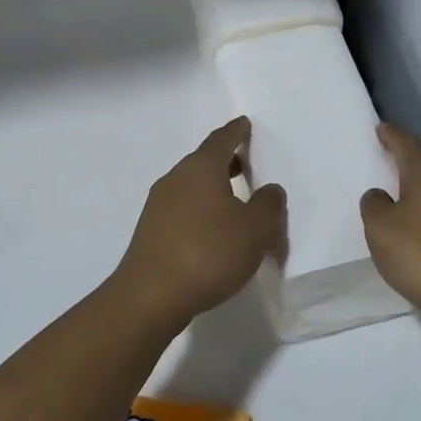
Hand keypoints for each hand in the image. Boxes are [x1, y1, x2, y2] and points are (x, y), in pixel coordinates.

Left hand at [115, 117, 285, 324]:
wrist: (150, 296)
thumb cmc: (208, 253)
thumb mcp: (254, 229)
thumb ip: (268, 204)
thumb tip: (270, 189)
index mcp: (201, 168)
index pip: (222, 139)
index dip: (236, 131)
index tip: (245, 124)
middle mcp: (176, 178)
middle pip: (204, 160)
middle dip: (225, 159)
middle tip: (245, 164)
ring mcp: (158, 204)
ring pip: (191, 184)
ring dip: (213, 187)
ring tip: (234, 200)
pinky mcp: (151, 230)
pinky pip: (182, 207)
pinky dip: (200, 208)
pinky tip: (212, 229)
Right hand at [360, 125, 420, 337]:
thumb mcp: (382, 229)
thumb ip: (374, 207)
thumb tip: (380, 195)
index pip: (407, 145)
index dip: (392, 136)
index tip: (380, 128)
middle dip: (406, 161)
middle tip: (386, 158)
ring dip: (418, 191)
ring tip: (397, 196)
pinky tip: (418, 231)